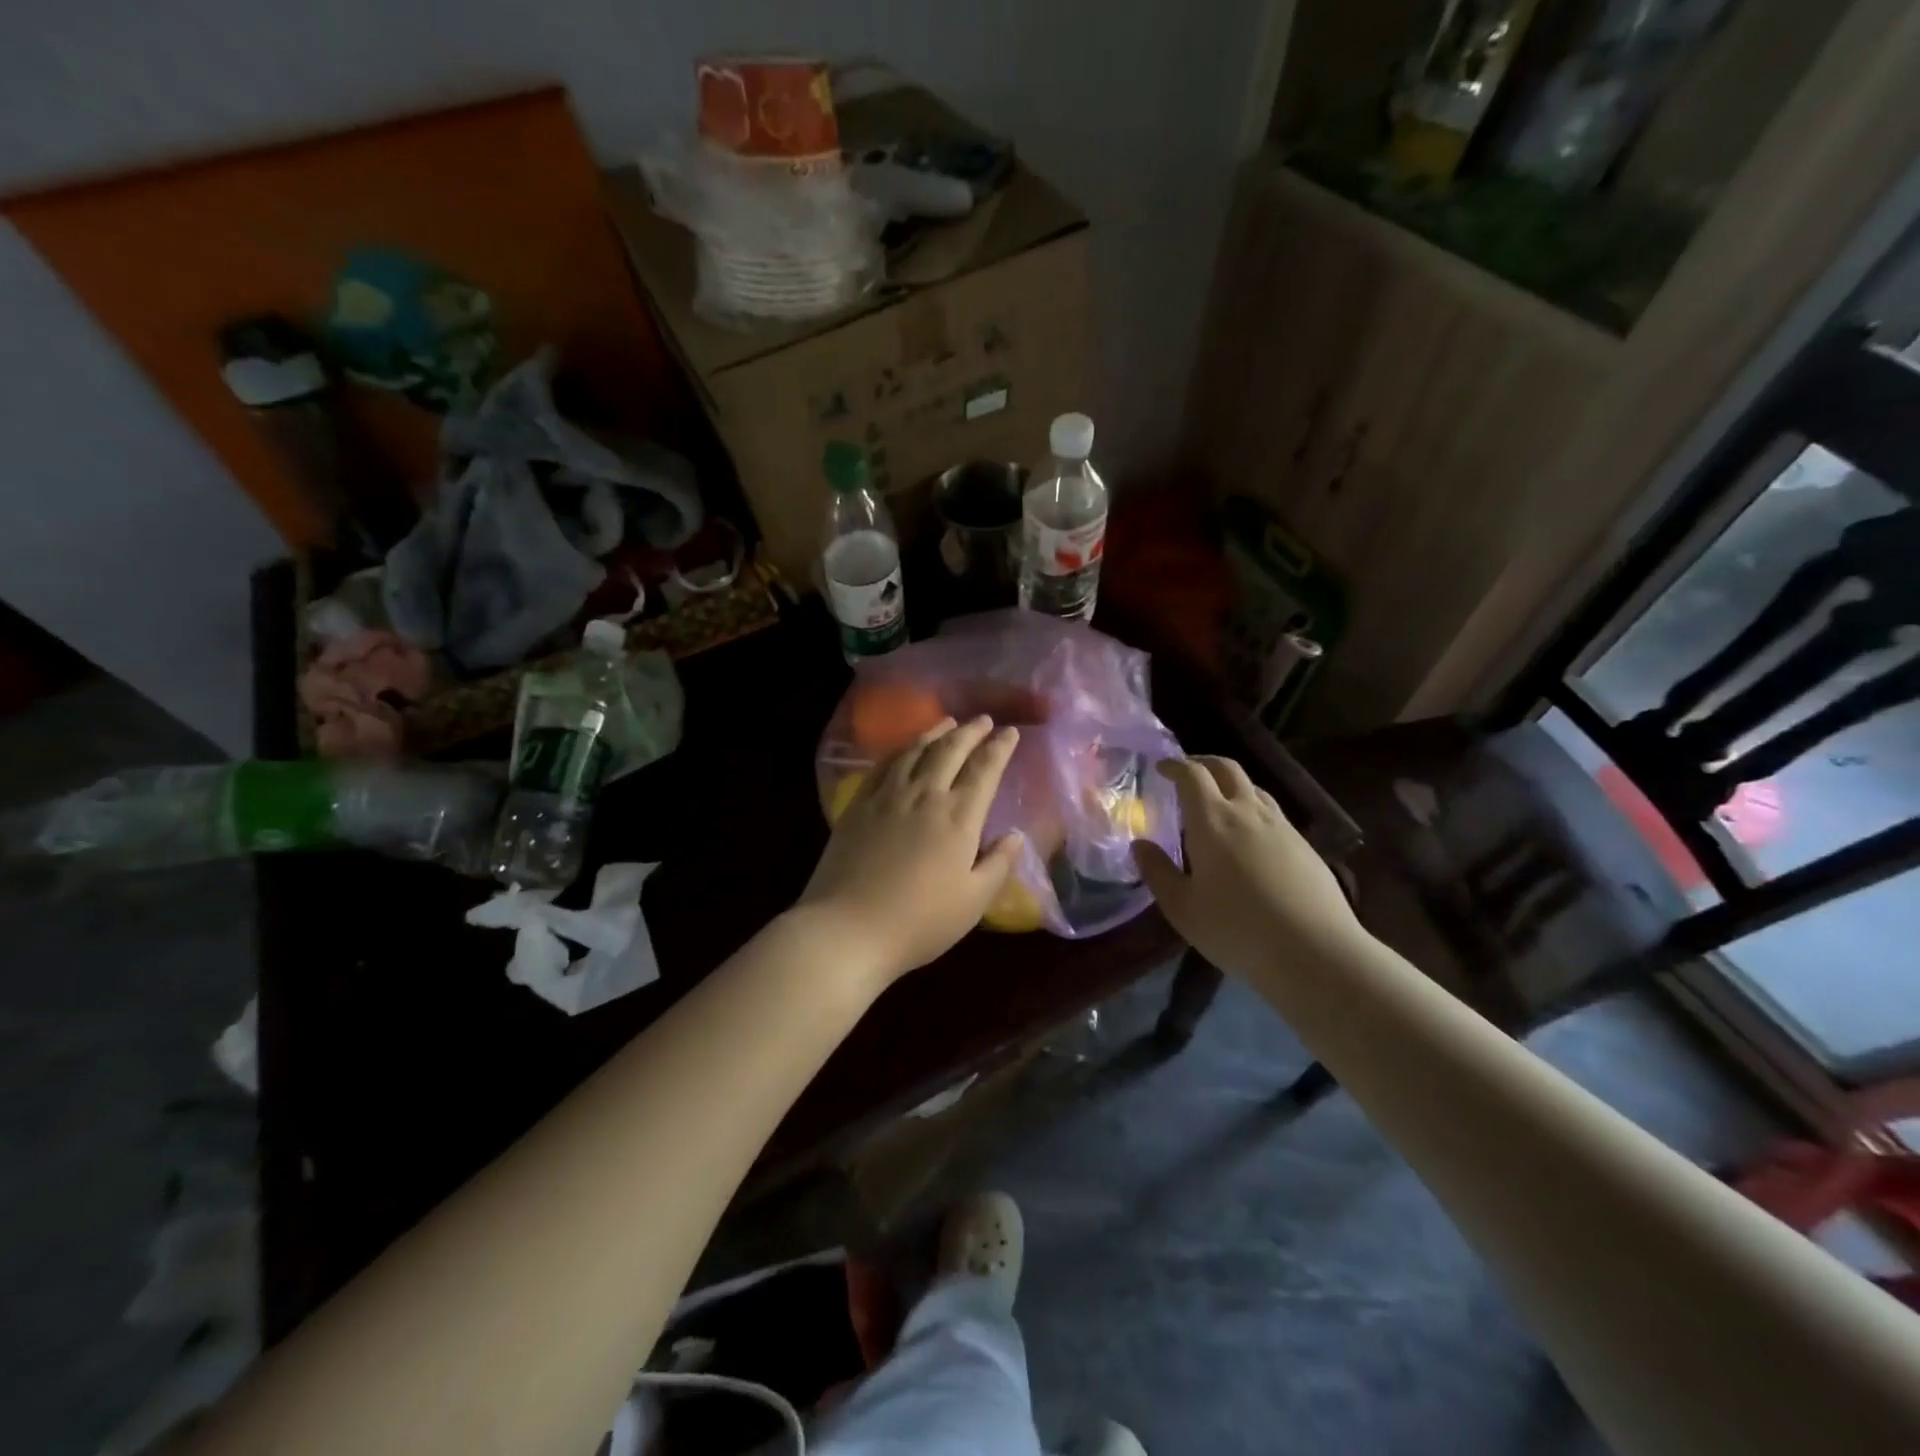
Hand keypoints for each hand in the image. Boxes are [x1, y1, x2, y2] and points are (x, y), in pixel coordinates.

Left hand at [797, 716, 1023, 987]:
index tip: (1010, 732)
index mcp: (959, 817)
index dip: (1000, 748)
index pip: (985, 770)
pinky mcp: (858, 805)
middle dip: (970, 731)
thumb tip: (1016, 835)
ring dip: (936, 733)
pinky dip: (901, 750)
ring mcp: (887, 796)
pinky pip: (883, 765)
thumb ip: (998, 864)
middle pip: (950, 750)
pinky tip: (905, 749)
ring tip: (948, 722)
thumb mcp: (973, 902)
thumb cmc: (919, 922)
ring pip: (915, 751)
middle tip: (983, 719)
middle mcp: (925, 795)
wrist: (848, 928)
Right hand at [1132, 756, 1367, 976]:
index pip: (1192, 775)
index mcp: (1212, 821)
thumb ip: (1157, 872)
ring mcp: (1281, 826)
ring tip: (1217, 802)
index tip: (1161, 767)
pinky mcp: (1304, 845)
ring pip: (1253, 788)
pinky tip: (1249, 835)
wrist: (1315, 952)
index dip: (1175, 765)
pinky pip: (1272, 812)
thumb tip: (1140, 845)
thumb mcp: (1182, 908)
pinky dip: (1252, 808)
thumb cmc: (1237, 929)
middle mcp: (1247, 812)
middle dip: (1203, 762)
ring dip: (1230, 784)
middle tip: (1187, 772)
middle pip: (1227, 768)